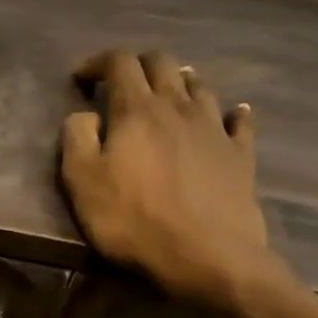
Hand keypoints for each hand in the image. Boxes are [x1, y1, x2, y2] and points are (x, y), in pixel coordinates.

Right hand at [61, 49, 274, 307]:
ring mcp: (214, 128)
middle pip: (162, 63)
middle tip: (124, 82)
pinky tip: (232, 115)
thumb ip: (76, 139)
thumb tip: (84, 114)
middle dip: (139, 64)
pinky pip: (239, 121)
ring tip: (170, 94)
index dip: (99, 62)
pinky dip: (231, 113)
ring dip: (181, 82)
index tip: (84, 77)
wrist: (207, 255)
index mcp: (137, 110)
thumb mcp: (83, 183)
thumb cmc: (134, 221)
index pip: (119, 62)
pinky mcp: (240, 154)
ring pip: (200, 86)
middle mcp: (179, 106)